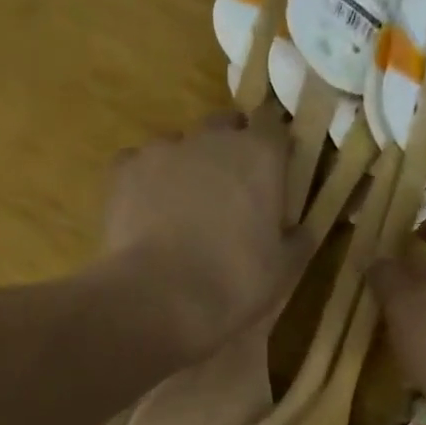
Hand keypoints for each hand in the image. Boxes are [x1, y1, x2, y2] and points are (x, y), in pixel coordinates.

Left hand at [98, 113, 305, 359]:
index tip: (273, 173)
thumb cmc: (233, 284)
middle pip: (225, 126)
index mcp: (260, 155)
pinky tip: (145, 213)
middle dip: (230, 150)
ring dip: (186, 166)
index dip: (273, 147)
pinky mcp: (124, 170)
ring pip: (180, 145)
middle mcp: (212, 138)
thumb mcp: (283, 270)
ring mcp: (163, 150)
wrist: (160, 299)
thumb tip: (302, 228)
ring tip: (182, 209)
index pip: (274, 125)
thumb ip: (297, 239)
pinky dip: (144, 181)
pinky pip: (138, 164)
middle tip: (230, 192)